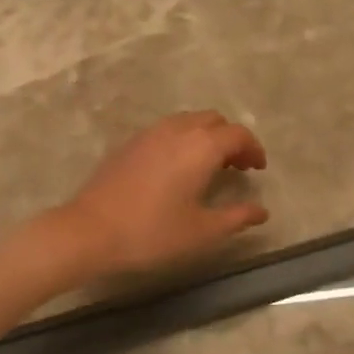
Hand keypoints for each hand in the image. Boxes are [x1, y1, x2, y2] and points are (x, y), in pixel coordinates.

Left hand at [60, 111, 269, 273]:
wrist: (90, 230)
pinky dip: (184, 139)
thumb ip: (237, 217)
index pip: (238, 134)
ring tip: (210, 167)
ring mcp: (151, 133)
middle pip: (214, 121)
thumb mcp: (202, 231)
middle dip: (231, 139)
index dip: (253, 149)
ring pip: (189, 121)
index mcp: (201, 146)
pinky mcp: (131, 142)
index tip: (258, 170)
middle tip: (237, 167)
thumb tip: (262, 211)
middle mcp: (178, 129)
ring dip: (207, 137)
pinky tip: (178, 169)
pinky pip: (168, 129)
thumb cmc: (152, 232)